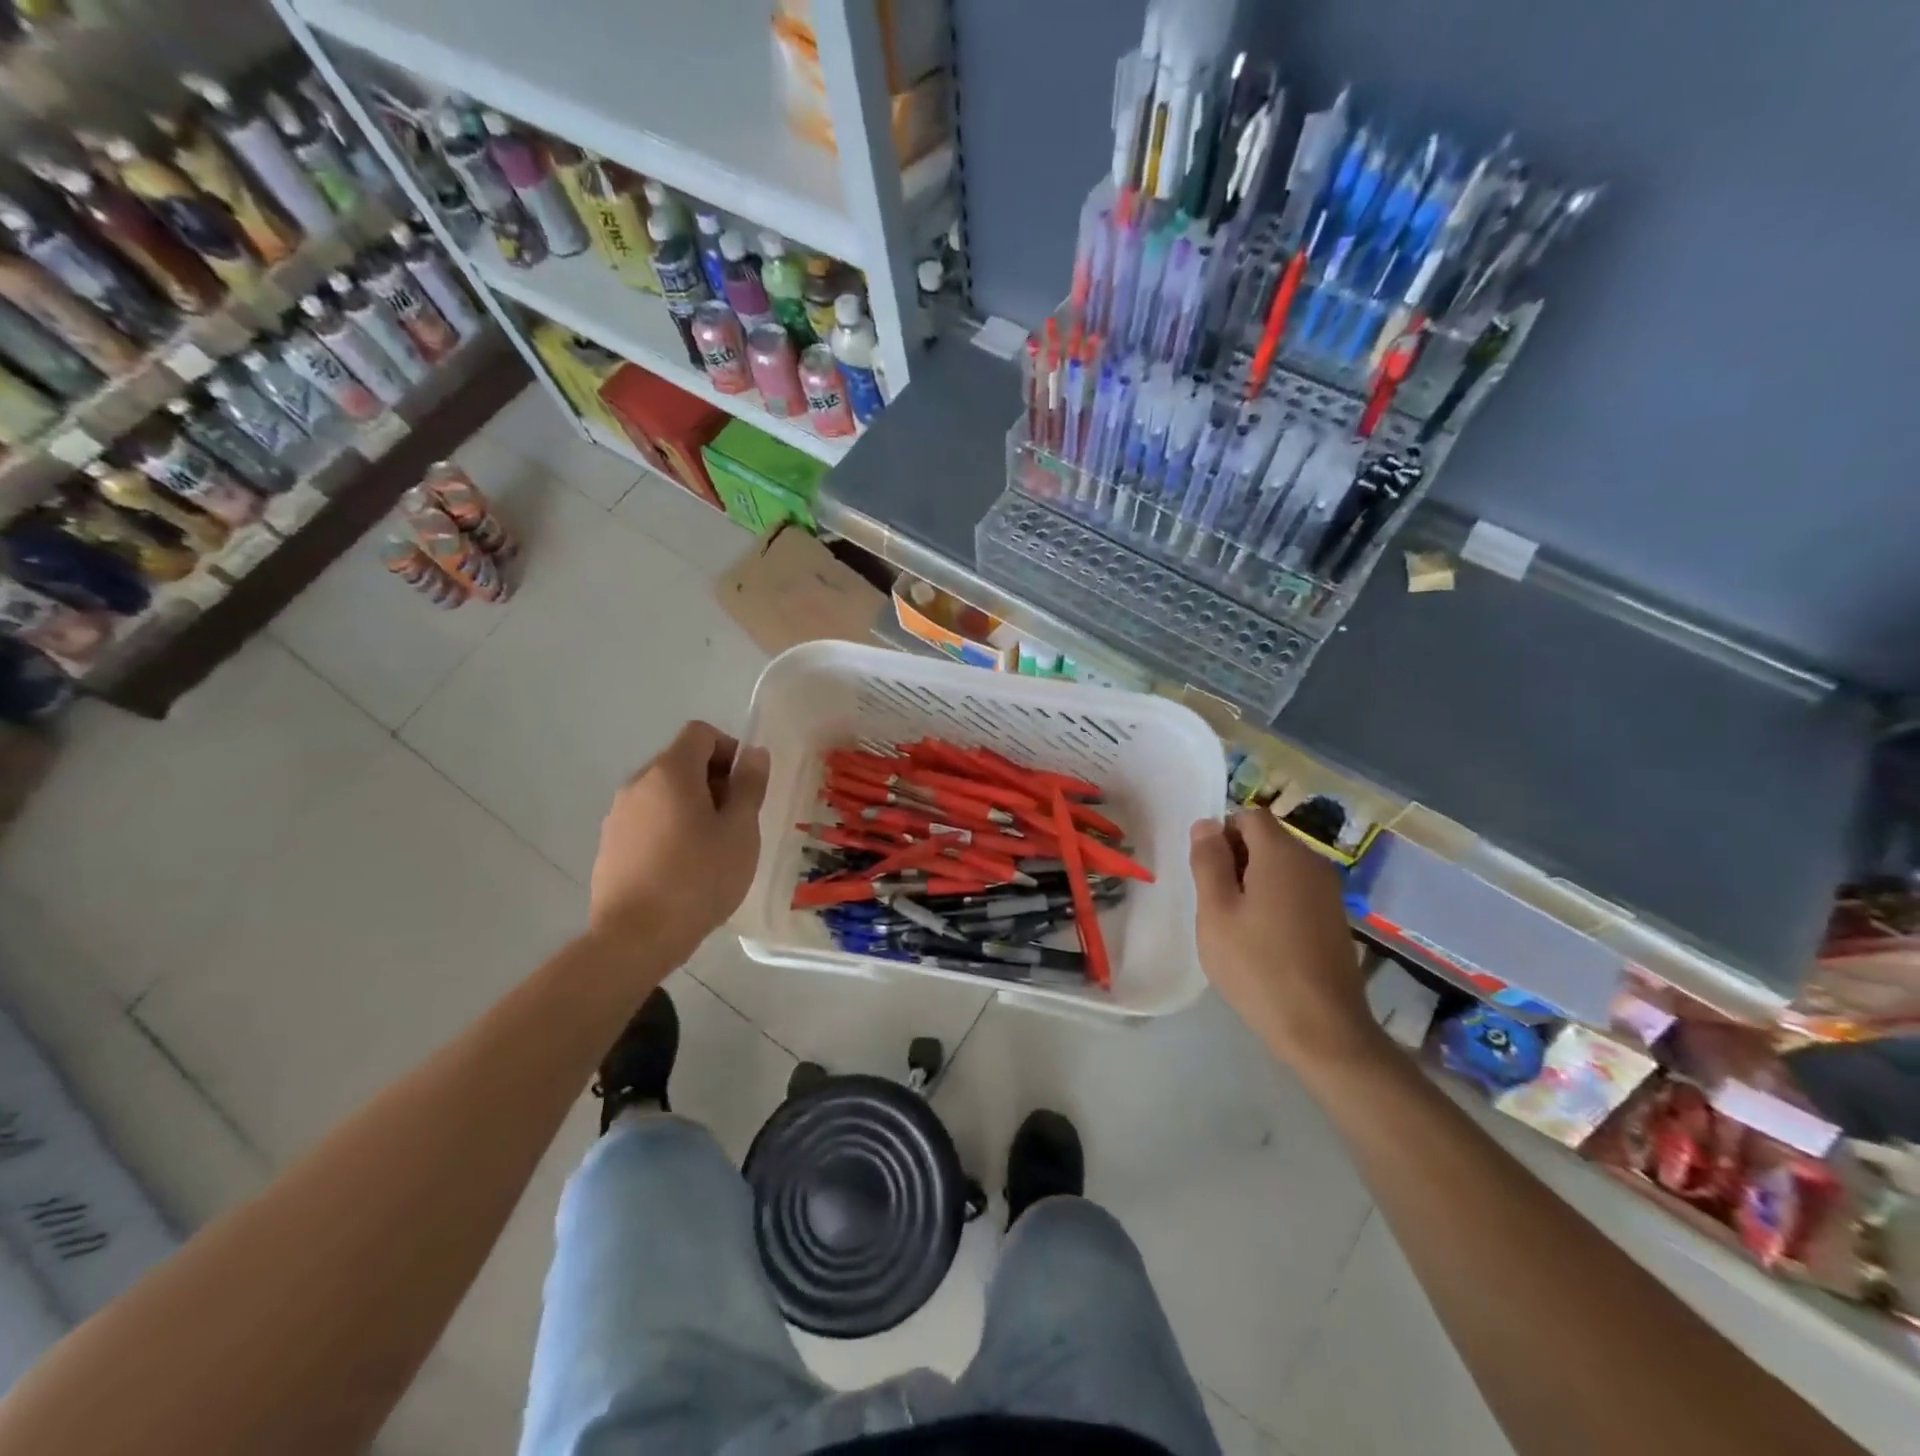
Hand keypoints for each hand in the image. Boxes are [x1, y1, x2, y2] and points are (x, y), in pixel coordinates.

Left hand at [590, 721, 771, 963]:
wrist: (635, 938)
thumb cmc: (698, 878)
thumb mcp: (740, 831)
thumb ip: (749, 786)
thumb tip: (754, 753)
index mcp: (670, 772)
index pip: (700, 733)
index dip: (729, 749)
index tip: (746, 787)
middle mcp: (637, 783)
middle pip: (681, 762)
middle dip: (714, 781)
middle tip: (736, 822)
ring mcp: (617, 815)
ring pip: (664, 794)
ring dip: (692, 806)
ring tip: (711, 849)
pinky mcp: (609, 845)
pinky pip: (647, 820)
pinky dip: (669, 829)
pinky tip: (683, 868)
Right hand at [1189, 810, 1387, 1076]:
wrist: (1322, 1028)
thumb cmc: (1257, 966)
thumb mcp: (1216, 912)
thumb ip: (1208, 861)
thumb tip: (1206, 824)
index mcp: (1281, 854)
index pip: (1249, 816)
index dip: (1222, 834)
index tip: (1207, 873)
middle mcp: (1312, 862)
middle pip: (1267, 838)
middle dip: (1236, 858)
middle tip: (1216, 903)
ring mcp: (1328, 891)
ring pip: (1281, 866)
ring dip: (1254, 882)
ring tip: (1237, 924)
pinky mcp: (1335, 918)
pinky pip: (1297, 890)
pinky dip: (1276, 901)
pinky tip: (1264, 940)